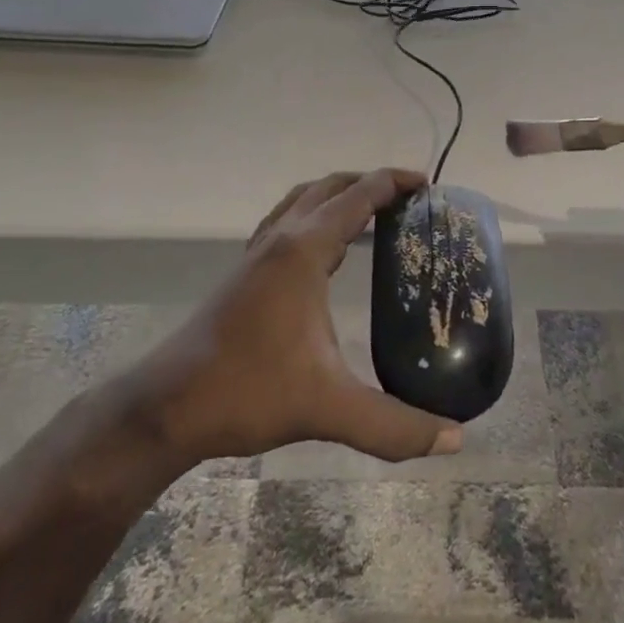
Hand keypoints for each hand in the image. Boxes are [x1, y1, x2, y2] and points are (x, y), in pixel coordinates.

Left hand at [125, 169, 462, 467]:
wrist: (168, 405)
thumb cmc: (248, 391)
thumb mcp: (328, 408)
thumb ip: (394, 425)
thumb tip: (454, 439)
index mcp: (304, 250)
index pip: (358, 196)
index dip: (394, 182)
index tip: (428, 184)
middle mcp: (281, 238)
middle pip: (330, 187)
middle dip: (370, 182)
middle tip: (409, 199)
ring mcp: (258, 253)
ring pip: (303, 200)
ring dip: (339, 195)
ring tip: (373, 215)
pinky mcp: (245, 271)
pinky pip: (287, 221)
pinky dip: (315, 216)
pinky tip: (327, 251)